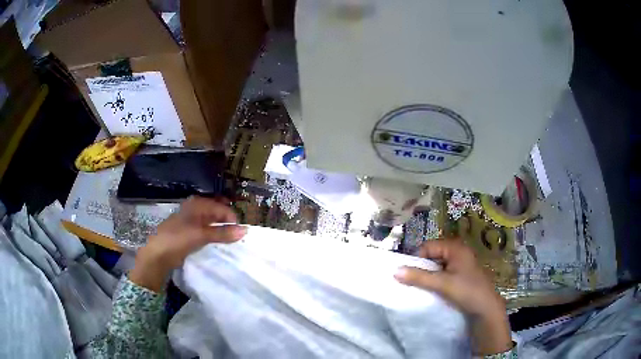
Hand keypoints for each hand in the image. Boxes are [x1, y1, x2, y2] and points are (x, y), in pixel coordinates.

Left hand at [130, 196, 246, 291]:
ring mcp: (192, 220)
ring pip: (212, 223)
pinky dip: (214, 236)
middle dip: (228, 224)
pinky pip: (206, 231)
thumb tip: (245, 231)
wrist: (158, 254)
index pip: (223, 208)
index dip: (232, 220)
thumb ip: (223, 233)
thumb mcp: (202, 235)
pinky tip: (217, 244)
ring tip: (229, 243)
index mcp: (198, 203)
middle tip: (236, 238)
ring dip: (221, 231)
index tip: (240, 235)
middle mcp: (196, 208)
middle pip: (218, 214)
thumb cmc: (178, 239)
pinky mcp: (189, 232)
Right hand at [394, 239, 511, 355]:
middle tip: (415, 281)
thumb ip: (419, 277)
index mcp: (455, 247)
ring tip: (424, 286)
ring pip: (437, 264)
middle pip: (432, 254)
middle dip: (422, 267)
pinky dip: (436, 279)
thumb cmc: (467, 291)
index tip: (409, 274)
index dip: (417, 258)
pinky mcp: (461, 273)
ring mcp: (460, 262)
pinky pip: (443, 272)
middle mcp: (458, 251)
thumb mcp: (442, 284)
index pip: (428, 246)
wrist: (486, 308)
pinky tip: (434, 289)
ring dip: (428, 274)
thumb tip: (395, 271)